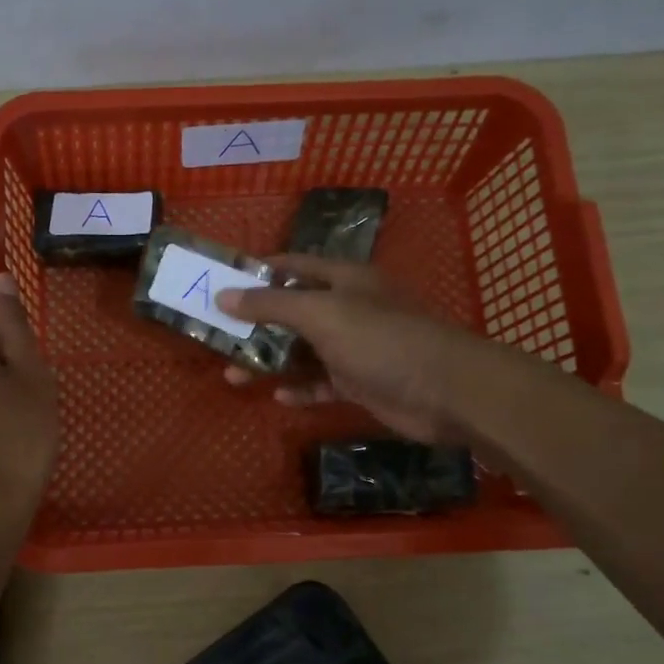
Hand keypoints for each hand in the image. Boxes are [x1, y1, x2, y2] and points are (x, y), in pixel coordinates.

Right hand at [217, 257, 475, 443]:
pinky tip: (279, 397)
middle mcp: (347, 308)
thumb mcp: (321, 313)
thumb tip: (223, 295)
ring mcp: (353, 347)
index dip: (256, 274)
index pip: (291, 265)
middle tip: (217, 339)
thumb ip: (271, 304)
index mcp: (342, 280)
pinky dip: (300, 389)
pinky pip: (320, 383)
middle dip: (254, 325)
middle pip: (291, 312)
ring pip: (301, 351)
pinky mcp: (359, 382)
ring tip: (232, 376)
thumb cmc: (381, 339)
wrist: (445, 391)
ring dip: (269, 362)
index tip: (219, 286)